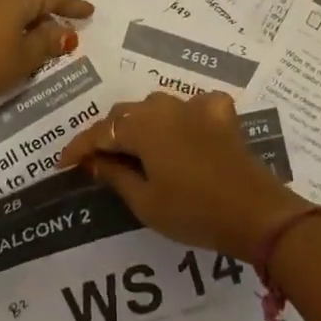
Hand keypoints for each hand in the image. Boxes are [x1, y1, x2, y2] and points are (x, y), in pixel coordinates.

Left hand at [0, 0, 93, 110]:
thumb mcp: (24, 58)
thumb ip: (47, 43)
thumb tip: (64, 32)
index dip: (71, 5)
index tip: (89, 11)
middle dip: (49, 11)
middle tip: (66, 25)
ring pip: (10, 9)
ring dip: (29, 22)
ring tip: (41, 38)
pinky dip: (11, 28)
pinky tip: (12, 44)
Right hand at [60, 91, 308, 259]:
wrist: (257, 214)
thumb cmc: (194, 212)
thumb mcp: (145, 202)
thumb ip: (115, 174)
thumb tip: (93, 160)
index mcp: (143, 125)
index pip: (100, 131)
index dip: (78, 147)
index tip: (63, 164)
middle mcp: (167, 106)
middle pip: (126, 114)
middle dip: (108, 135)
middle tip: (97, 162)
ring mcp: (197, 107)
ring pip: (156, 107)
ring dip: (140, 125)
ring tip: (134, 150)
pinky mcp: (222, 115)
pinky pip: (192, 107)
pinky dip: (180, 117)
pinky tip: (181, 133)